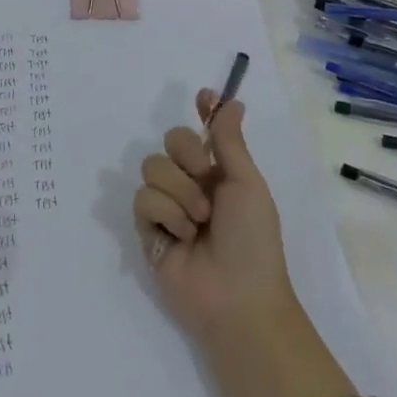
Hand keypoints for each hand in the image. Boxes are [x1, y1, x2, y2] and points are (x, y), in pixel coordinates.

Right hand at [133, 90, 295, 343]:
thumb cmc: (253, 240)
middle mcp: (192, 183)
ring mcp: (169, 206)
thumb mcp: (247, 185)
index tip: (204, 97)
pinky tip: (180, 238)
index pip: (205, 130)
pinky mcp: (148, 229)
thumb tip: (232, 101)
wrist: (237, 299)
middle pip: (171, 140)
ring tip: (198, 223)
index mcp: (220, 172)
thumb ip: (229, 141)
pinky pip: (142, 199)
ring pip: (153, 167)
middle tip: (205, 180)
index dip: (203, 111)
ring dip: (179, 193)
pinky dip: (165, 215)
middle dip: (187, 156)